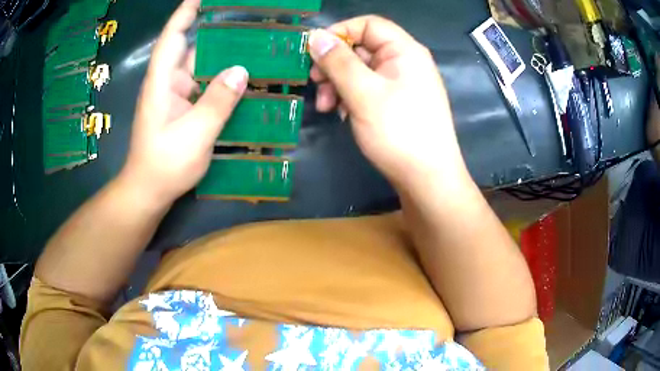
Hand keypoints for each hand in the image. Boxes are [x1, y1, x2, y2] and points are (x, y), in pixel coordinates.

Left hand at [120, 0, 247, 205]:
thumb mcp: (194, 134)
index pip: (172, 36)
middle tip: (246, 21)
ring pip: (200, 68)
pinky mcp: (183, 109)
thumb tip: (241, 70)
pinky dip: (221, 80)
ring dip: (222, 57)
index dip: (185, 12)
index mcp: (162, 81)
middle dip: (215, 32)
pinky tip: (241, 79)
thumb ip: (217, 101)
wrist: (149, 191)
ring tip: (252, 47)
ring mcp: (176, 97)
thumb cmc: (164, 164)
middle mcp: (168, 83)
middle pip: (191, 48)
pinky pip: (204, 86)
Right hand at [309, 16, 469, 190]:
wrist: (428, 178)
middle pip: (362, 48)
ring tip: (326, 107)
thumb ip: (337, 61)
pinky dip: (351, 97)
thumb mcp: (363, 93)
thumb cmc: (399, 131)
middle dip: (335, 64)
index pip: (368, 24)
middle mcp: (405, 62)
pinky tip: (341, 114)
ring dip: (338, 84)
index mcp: (404, 51)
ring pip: (361, 71)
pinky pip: (368, 89)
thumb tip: (314, 36)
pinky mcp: (396, 103)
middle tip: (315, 83)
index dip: (340, 32)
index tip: (314, 50)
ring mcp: (401, 84)